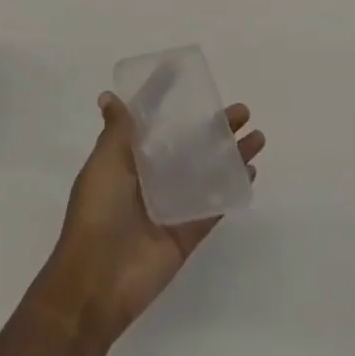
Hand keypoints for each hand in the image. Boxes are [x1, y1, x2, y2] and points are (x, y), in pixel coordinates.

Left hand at [30, 93, 263, 355]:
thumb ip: (117, 132)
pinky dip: (232, 189)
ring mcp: (172, 205)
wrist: (97, 281)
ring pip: (208, 172)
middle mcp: (151, 178)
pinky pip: (214, 205)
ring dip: (231, 154)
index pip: (151, 121)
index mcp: (128, 160)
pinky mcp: (188, 232)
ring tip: (257, 136)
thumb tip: (109, 96)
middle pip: (189, 144)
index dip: (166, 98)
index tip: (186, 73)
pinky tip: (251, 172)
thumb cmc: (97, 214)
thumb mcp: (104, 164)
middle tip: (241, 111)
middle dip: (214, 127)